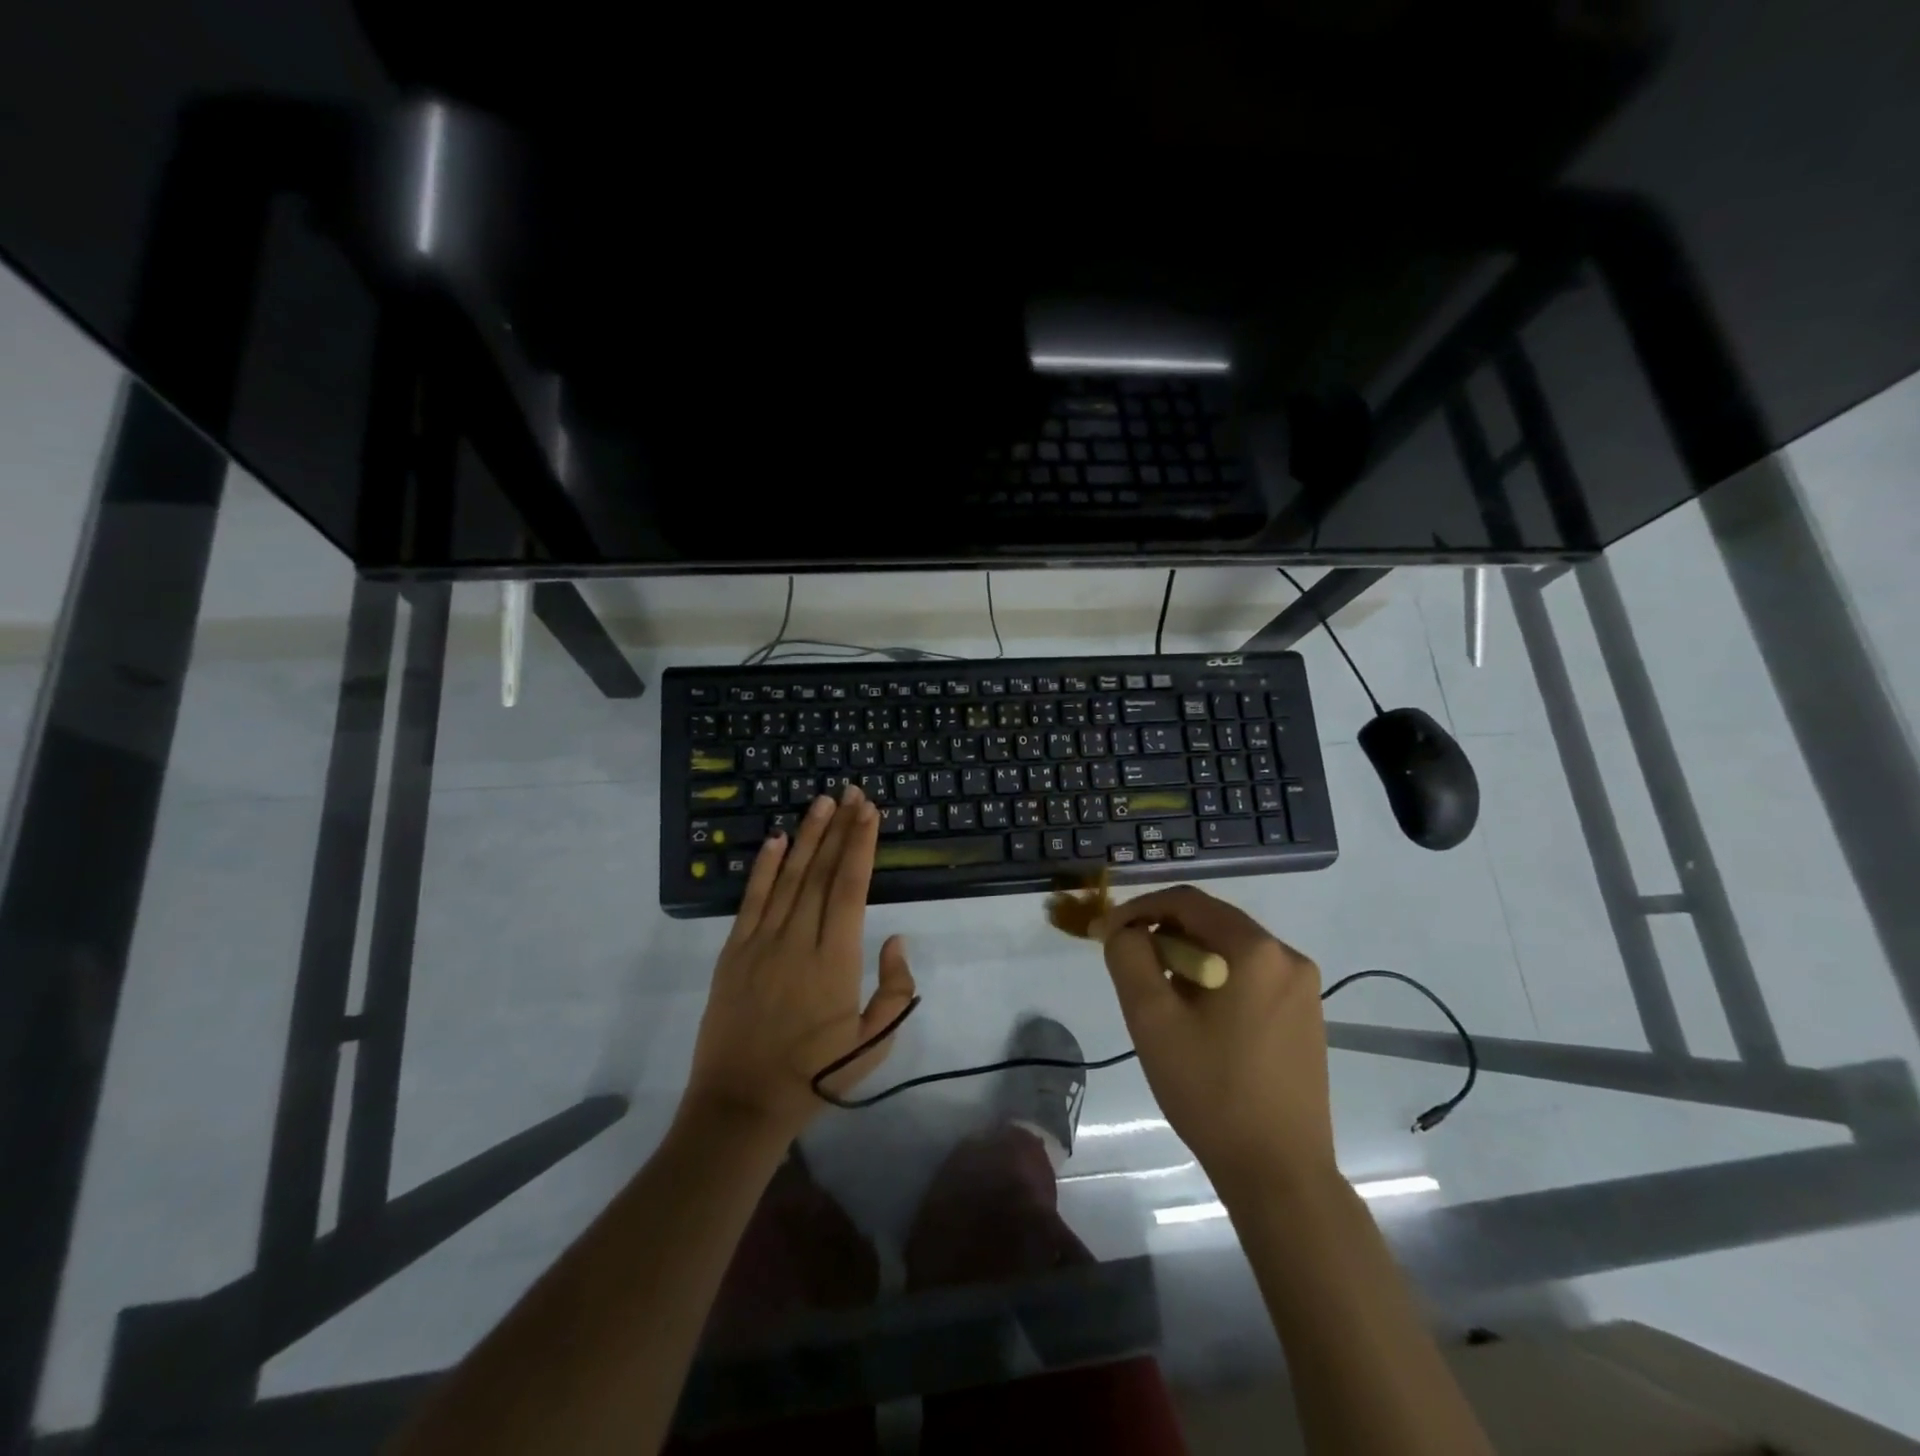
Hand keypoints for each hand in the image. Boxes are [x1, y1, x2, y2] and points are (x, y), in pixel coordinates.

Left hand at [683, 785, 915, 1141]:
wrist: (741, 1104)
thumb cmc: (815, 1076)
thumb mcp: (874, 1045)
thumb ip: (895, 990)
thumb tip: (896, 939)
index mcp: (836, 960)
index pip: (851, 887)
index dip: (861, 845)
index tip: (870, 812)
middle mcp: (799, 940)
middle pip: (823, 872)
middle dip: (840, 828)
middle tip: (852, 792)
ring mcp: (762, 943)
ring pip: (789, 877)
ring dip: (807, 836)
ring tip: (822, 802)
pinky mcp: (734, 952)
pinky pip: (752, 900)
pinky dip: (765, 867)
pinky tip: (777, 840)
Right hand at [1094, 885, 1332, 1189]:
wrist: (1279, 1172)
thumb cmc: (1210, 1091)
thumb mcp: (1152, 1018)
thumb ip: (1129, 957)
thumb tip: (1124, 930)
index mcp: (1255, 949)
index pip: (1186, 901)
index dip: (1138, 909)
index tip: (1105, 933)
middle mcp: (1287, 956)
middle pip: (1211, 921)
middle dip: (1162, 933)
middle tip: (1128, 964)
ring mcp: (1303, 987)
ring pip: (1230, 948)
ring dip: (1188, 957)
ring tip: (1159, 994)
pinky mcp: (1306, 1015)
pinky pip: (1251, 975)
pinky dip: (1215, 978)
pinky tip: (1197, 1016)